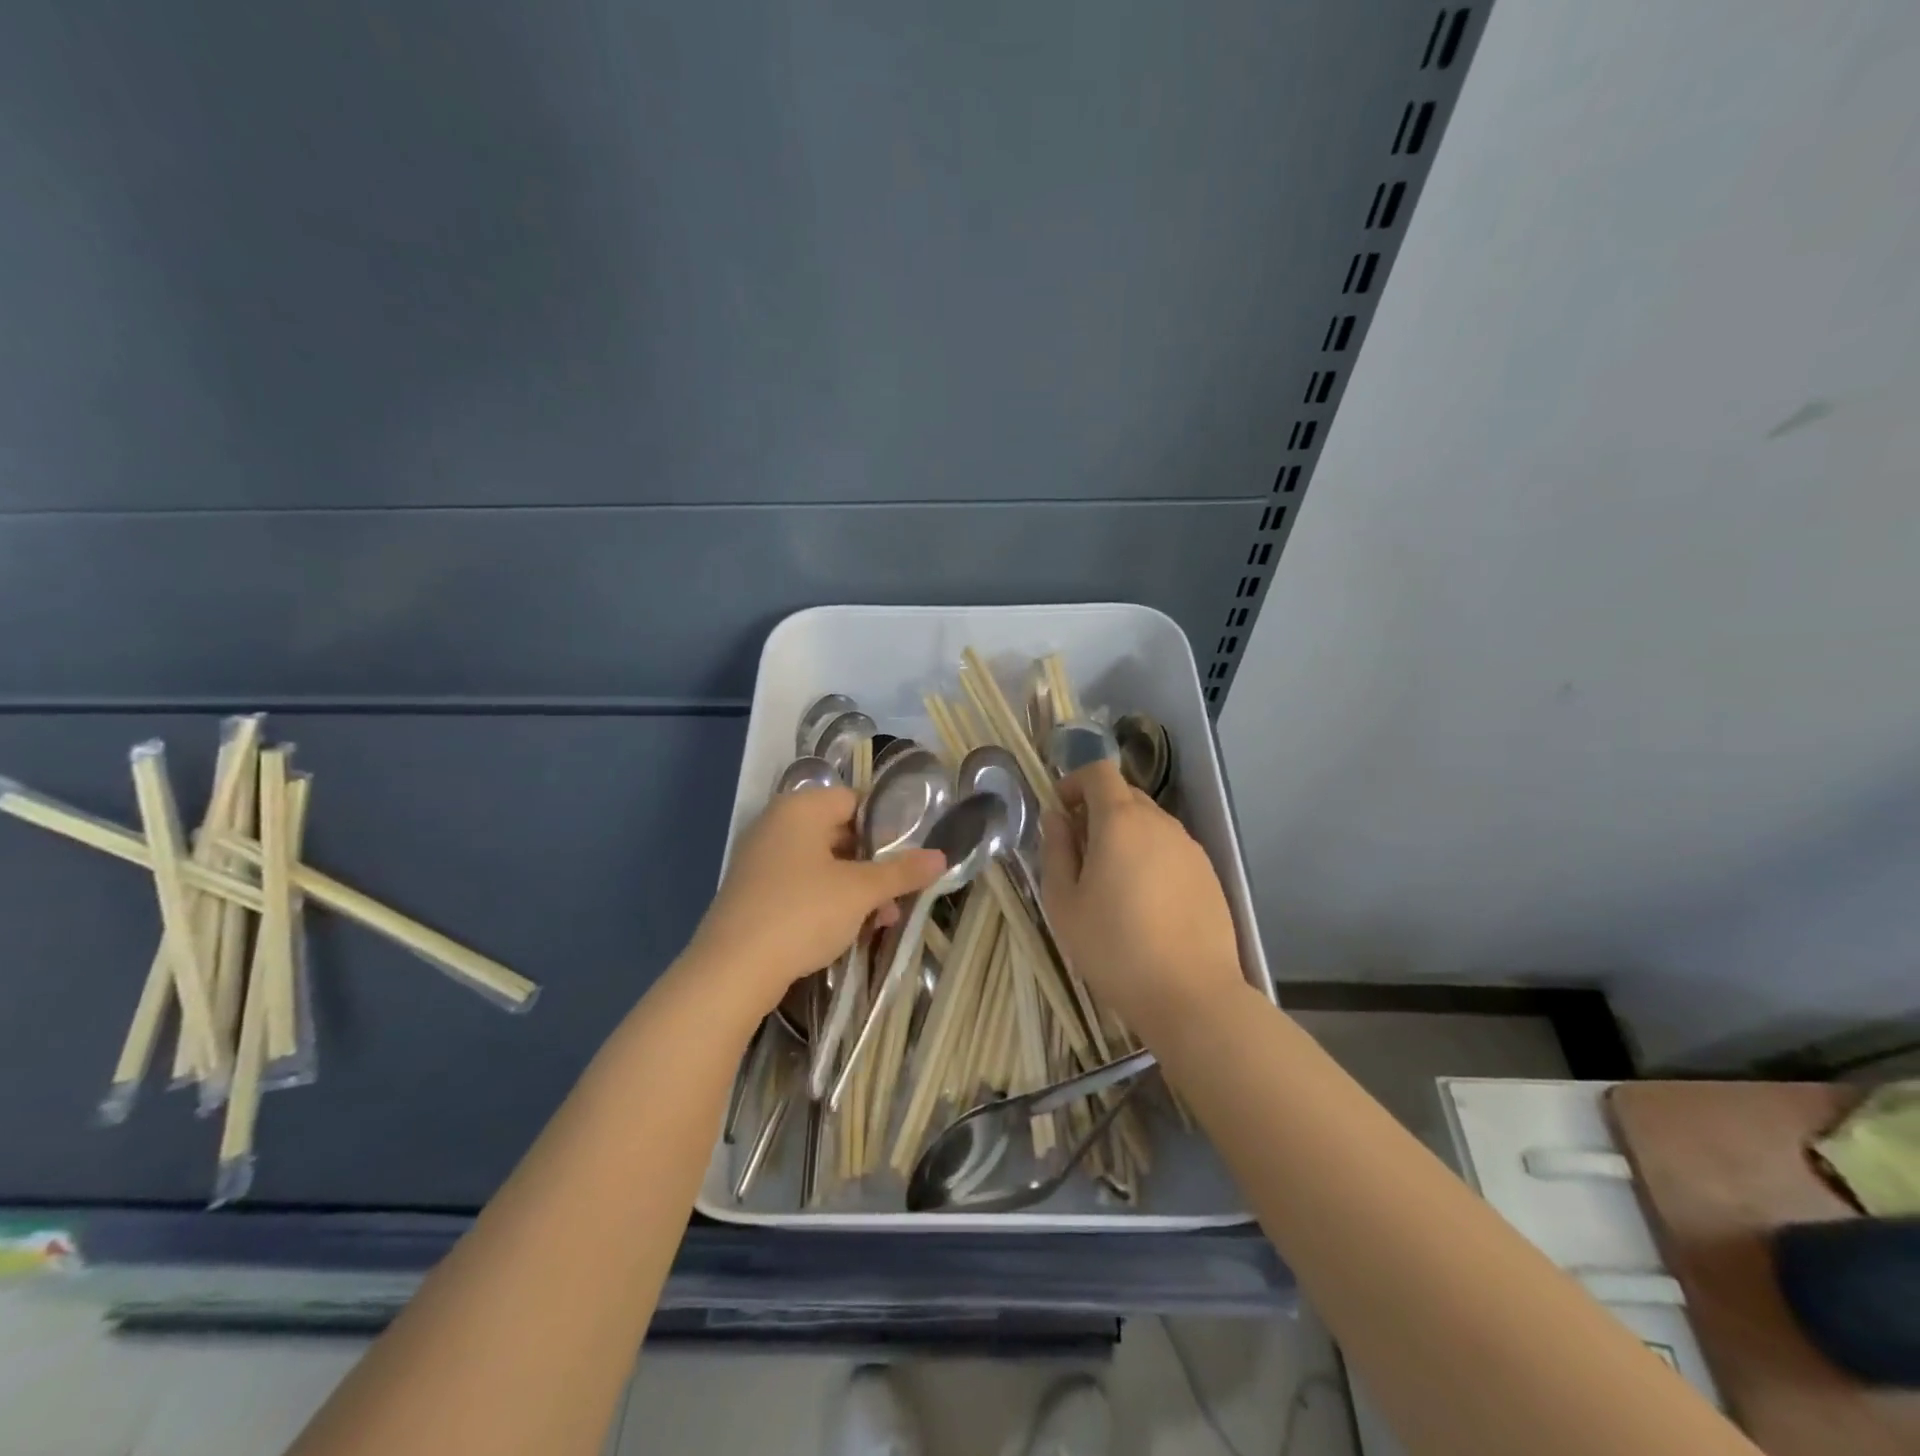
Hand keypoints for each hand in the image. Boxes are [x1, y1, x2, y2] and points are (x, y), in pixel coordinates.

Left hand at [689, 786, 945, 1014]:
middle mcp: (776, 824)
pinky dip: (826, 901)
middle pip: (839, 833)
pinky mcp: (752, 892)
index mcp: (800, 808)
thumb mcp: (861, 892)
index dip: (886, 825)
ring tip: (882, 920)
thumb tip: (941, 856)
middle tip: (900, 892)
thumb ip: (902, 872)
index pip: (854, 801)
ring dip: (854, 888)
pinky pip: (800, 885)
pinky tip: (848, 931)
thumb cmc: (802, 913)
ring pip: (821, 864)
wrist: (732, 970)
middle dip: (874, 864)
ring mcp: (760, 859)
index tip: (910, 854)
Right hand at [1039, 761, 1245, 1031]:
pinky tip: (1145, 902)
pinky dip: (1150, 857)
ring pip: (1150, 824)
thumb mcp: (1064, 903)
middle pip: (1125, 795)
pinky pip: (1170, 849)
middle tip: (1079, 852)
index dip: (1075, 782)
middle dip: (1097, 811)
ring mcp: (1190, 847)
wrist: (1191, 994)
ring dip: (1125, 836)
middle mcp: (1160, 823)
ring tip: (1111, 882)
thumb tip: (1056, 818)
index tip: (1060, 811)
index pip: (1099, 772)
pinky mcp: (1209, 873)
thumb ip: (1056, 851)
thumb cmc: (1114, 947)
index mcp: (1120, 821)